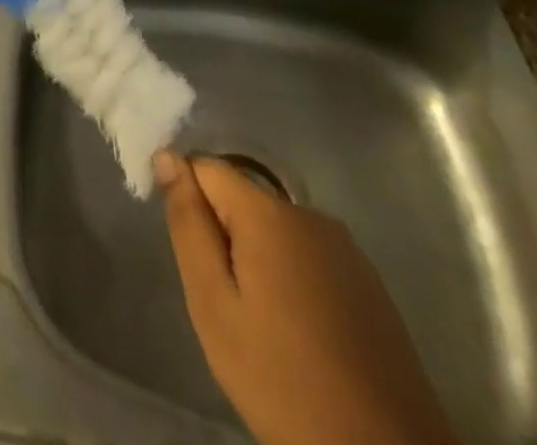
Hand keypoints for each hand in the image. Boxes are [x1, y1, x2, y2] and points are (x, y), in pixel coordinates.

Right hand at [156, 152, 459, 444]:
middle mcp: (309, 213)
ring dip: (259, 258)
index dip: (188, 200)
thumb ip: (189, 224)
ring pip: (276, 229)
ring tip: (263, 325)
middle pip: (244, 199)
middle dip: (225, 236)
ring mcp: (345, 247)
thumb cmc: (282, 380)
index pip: (207, 168)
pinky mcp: (369, 281)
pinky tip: (301, 334)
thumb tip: (167, 156)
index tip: (191, 254)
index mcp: (269, 213)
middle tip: (227, 303)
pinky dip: (293, 279)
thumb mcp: (214, 306)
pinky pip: (309, 256)